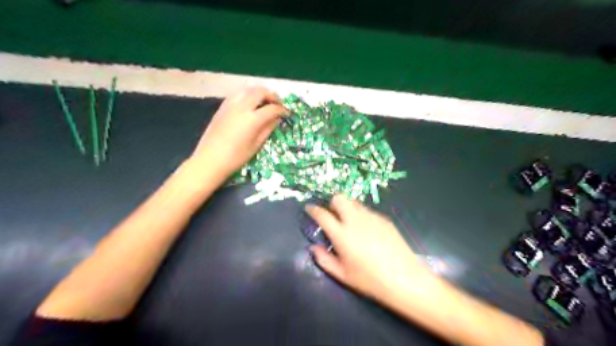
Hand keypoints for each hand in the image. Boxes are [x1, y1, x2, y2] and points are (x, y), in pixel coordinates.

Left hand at [192, 86, 287, 177]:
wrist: (210, 160)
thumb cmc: (236, 157)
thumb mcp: (256, 145)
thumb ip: (267, 129)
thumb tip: (276, 119)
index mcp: (252, 119)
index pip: (271, 108)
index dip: (281, 110)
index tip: (286, 113)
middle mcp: (242, 107)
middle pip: (260, 92)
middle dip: (272, 95)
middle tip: (277, 103)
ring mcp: (230, 105)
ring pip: (247, 89)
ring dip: (259, 92)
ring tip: (265, 100)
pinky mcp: (222, 107)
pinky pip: (237, 94)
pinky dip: (247, 94)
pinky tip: (249, 103)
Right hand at [307, 195, 429, 300]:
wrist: (404, 279)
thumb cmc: (370, 280)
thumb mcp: (342, 275)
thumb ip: (324, 259)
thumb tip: (314, 248)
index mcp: (342, 234)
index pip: (322, 214)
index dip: (313, 209)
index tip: (310, 208)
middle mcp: (355, 220)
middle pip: (340, 198)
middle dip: (332, 203)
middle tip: (332, 215)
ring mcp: (372, 217)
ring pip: (354, 202)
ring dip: (347, 208)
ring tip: (350, 223)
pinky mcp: (384, 219)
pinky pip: (367, 211)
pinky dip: (361, 216)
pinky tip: (367, 231)